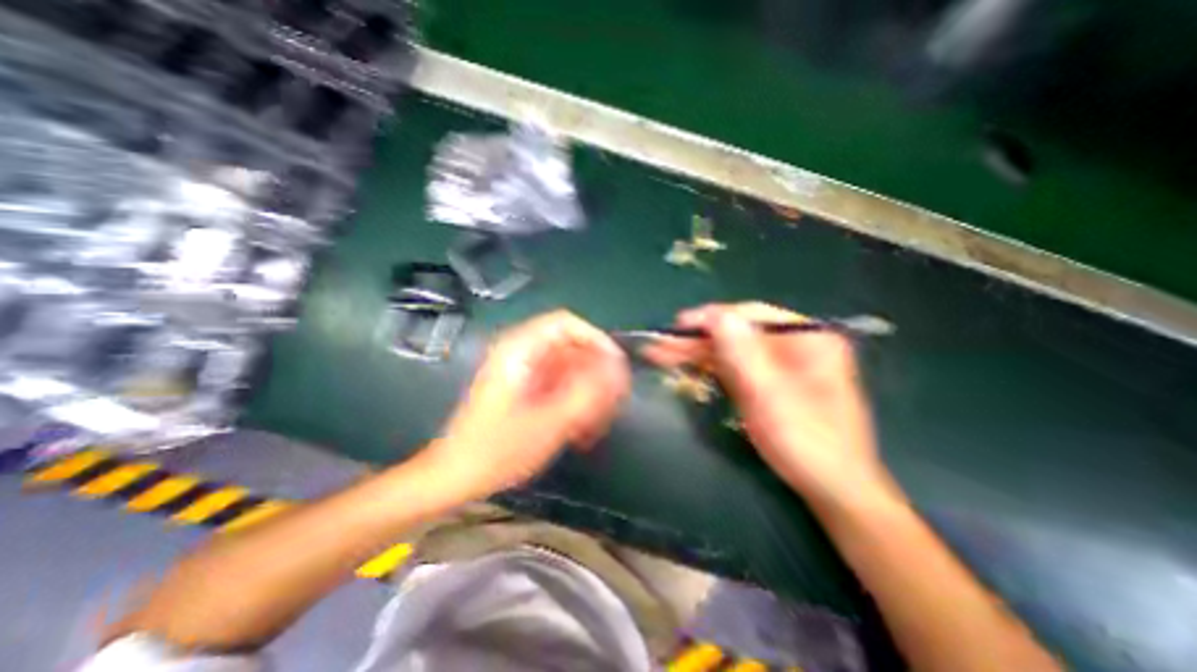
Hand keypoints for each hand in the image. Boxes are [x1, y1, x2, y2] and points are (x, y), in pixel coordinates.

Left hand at [432, 311, 634, 497]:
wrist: (456, 476)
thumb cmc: (496, 450)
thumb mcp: (547, 422)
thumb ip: (586, 393)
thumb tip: (617, 370)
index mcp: (520, 350)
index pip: (566, 324)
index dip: (596, 340)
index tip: (616, 367)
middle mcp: (523, 354)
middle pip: (572, 348)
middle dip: (596, 374)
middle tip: (612, 402)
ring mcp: (525, 373)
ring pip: (570, 369)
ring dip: (589, 393)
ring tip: (597, 424)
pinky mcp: (528, 390)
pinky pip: (561, 386)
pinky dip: (576, 403)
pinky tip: (582, 430)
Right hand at [645, 303, 887, 507]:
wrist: (831, 490)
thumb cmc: (807, 442)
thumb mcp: (771, 395)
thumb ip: (743, 353)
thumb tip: (716, 315)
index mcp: (807, 338)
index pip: (752, 314)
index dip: (713, 317)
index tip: (679, 324)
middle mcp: (792, 345)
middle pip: (737, 333)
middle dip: (698, 339)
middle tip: (661, 342)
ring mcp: (778, 365)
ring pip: (730, 351)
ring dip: (696, 352)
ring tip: (660, 353)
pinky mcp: (765, 383)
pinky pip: (732, 368)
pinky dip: (706, 367)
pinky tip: (681, 365)